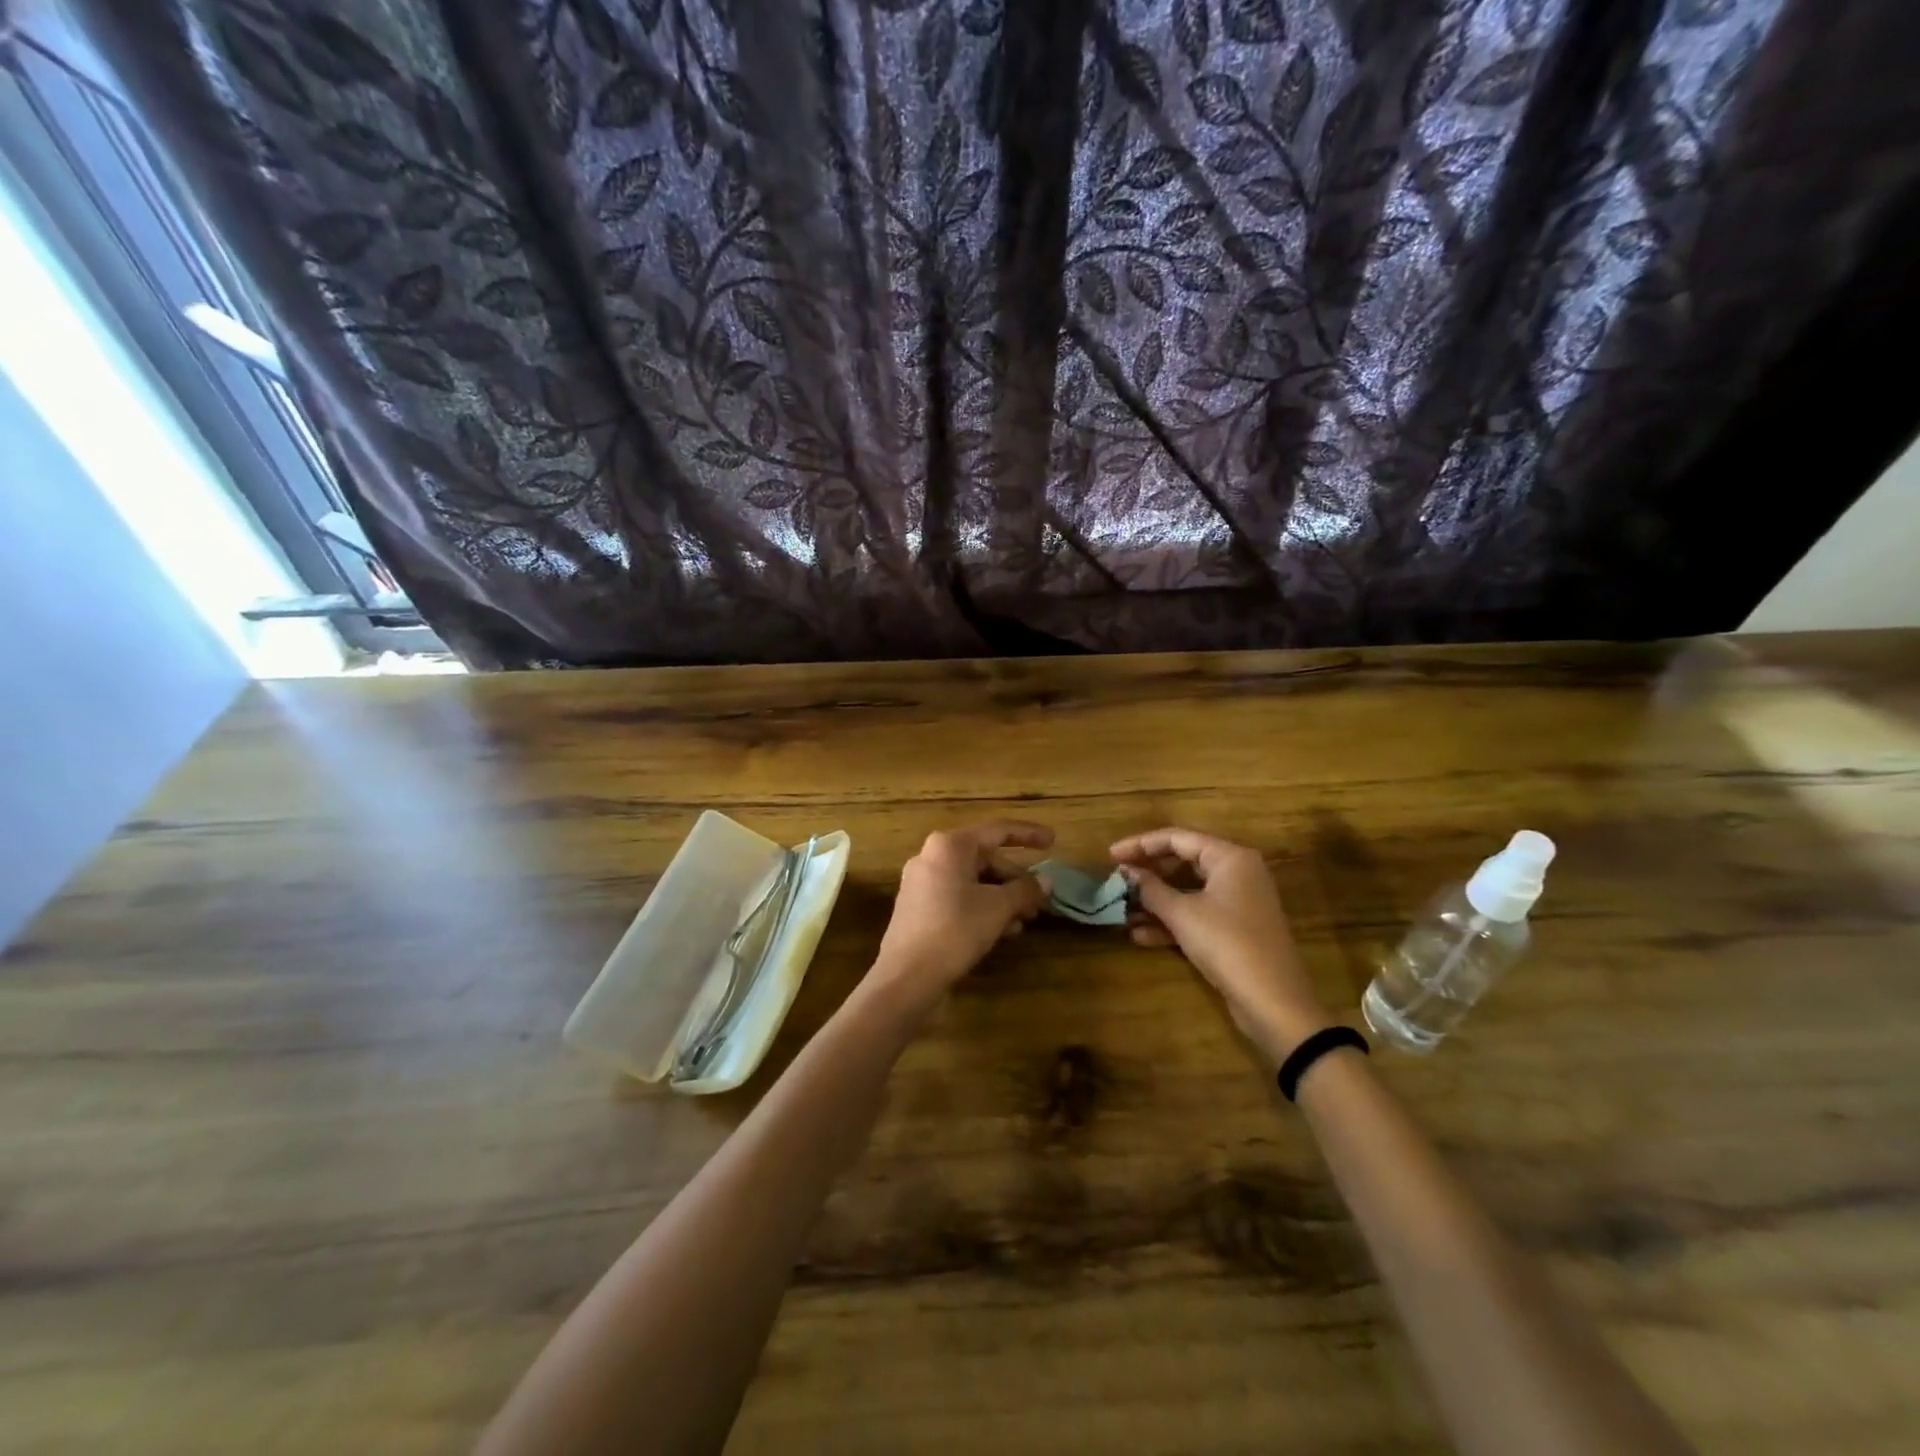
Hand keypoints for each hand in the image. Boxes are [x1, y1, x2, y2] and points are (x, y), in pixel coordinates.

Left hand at [875, 821, 1052, 1000]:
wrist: (906, 978)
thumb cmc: (955, 930)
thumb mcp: (998, 908)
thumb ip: (1025, 890)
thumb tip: (1046, 881)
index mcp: (949, 846)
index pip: (997, 831)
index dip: (1028, 834)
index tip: (1053, 841)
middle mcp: (931, 857)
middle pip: (984, 859)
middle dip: (1015, 879)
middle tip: (1039, 902)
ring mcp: (921, 884)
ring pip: (972, 882)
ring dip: (1002, 898)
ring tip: (1023, 922)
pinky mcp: (918, 909)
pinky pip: (958, 898)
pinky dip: (982, 908)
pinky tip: (1000, 932)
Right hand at [1111, 827, 1329, 1059]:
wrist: (1273, 1002)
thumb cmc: (1227, 944)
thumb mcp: (1182, 914)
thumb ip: (1151, 888)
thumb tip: (1126, 871)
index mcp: (1230, 857)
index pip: (1177, 838)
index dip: (1140, 844)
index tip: (1111, 856)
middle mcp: (1237, 872)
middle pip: (1183, 862)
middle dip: (1148, 874)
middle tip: (1117, 881)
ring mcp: (1238, 902)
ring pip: (1188, 891)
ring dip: (1156, 901)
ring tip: (1122, 910)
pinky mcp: (1235, 929)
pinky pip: (1197, 914)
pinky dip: (1171, 921)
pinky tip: (1140, 936)